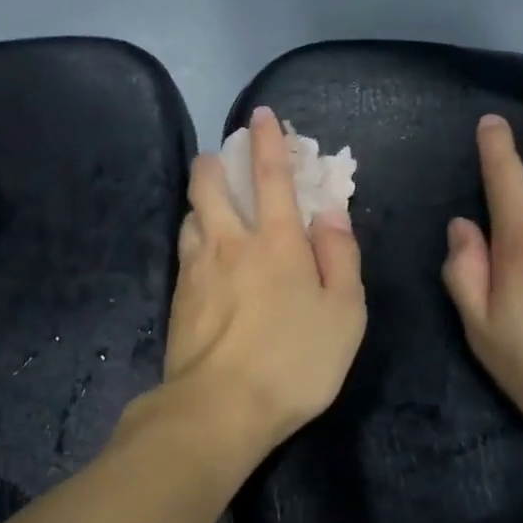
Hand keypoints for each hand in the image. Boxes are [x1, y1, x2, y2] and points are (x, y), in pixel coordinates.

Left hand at [161, 106, 366, 459]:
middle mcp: (229, 244)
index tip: (261, 115)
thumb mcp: (345, 312)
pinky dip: (193, 237)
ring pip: (190, 215)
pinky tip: (201, 253)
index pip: (272, 176)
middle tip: (222, 156)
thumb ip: (340, 255)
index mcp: (276, 242)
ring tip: (211, 205)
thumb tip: (329, 211)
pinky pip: (184, 251)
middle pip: (210, 185)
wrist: (220, 408)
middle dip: (216, 161)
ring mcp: (196, 270)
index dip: (268, 141)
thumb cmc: (296, 361)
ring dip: (201, 199)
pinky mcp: (177, 298)